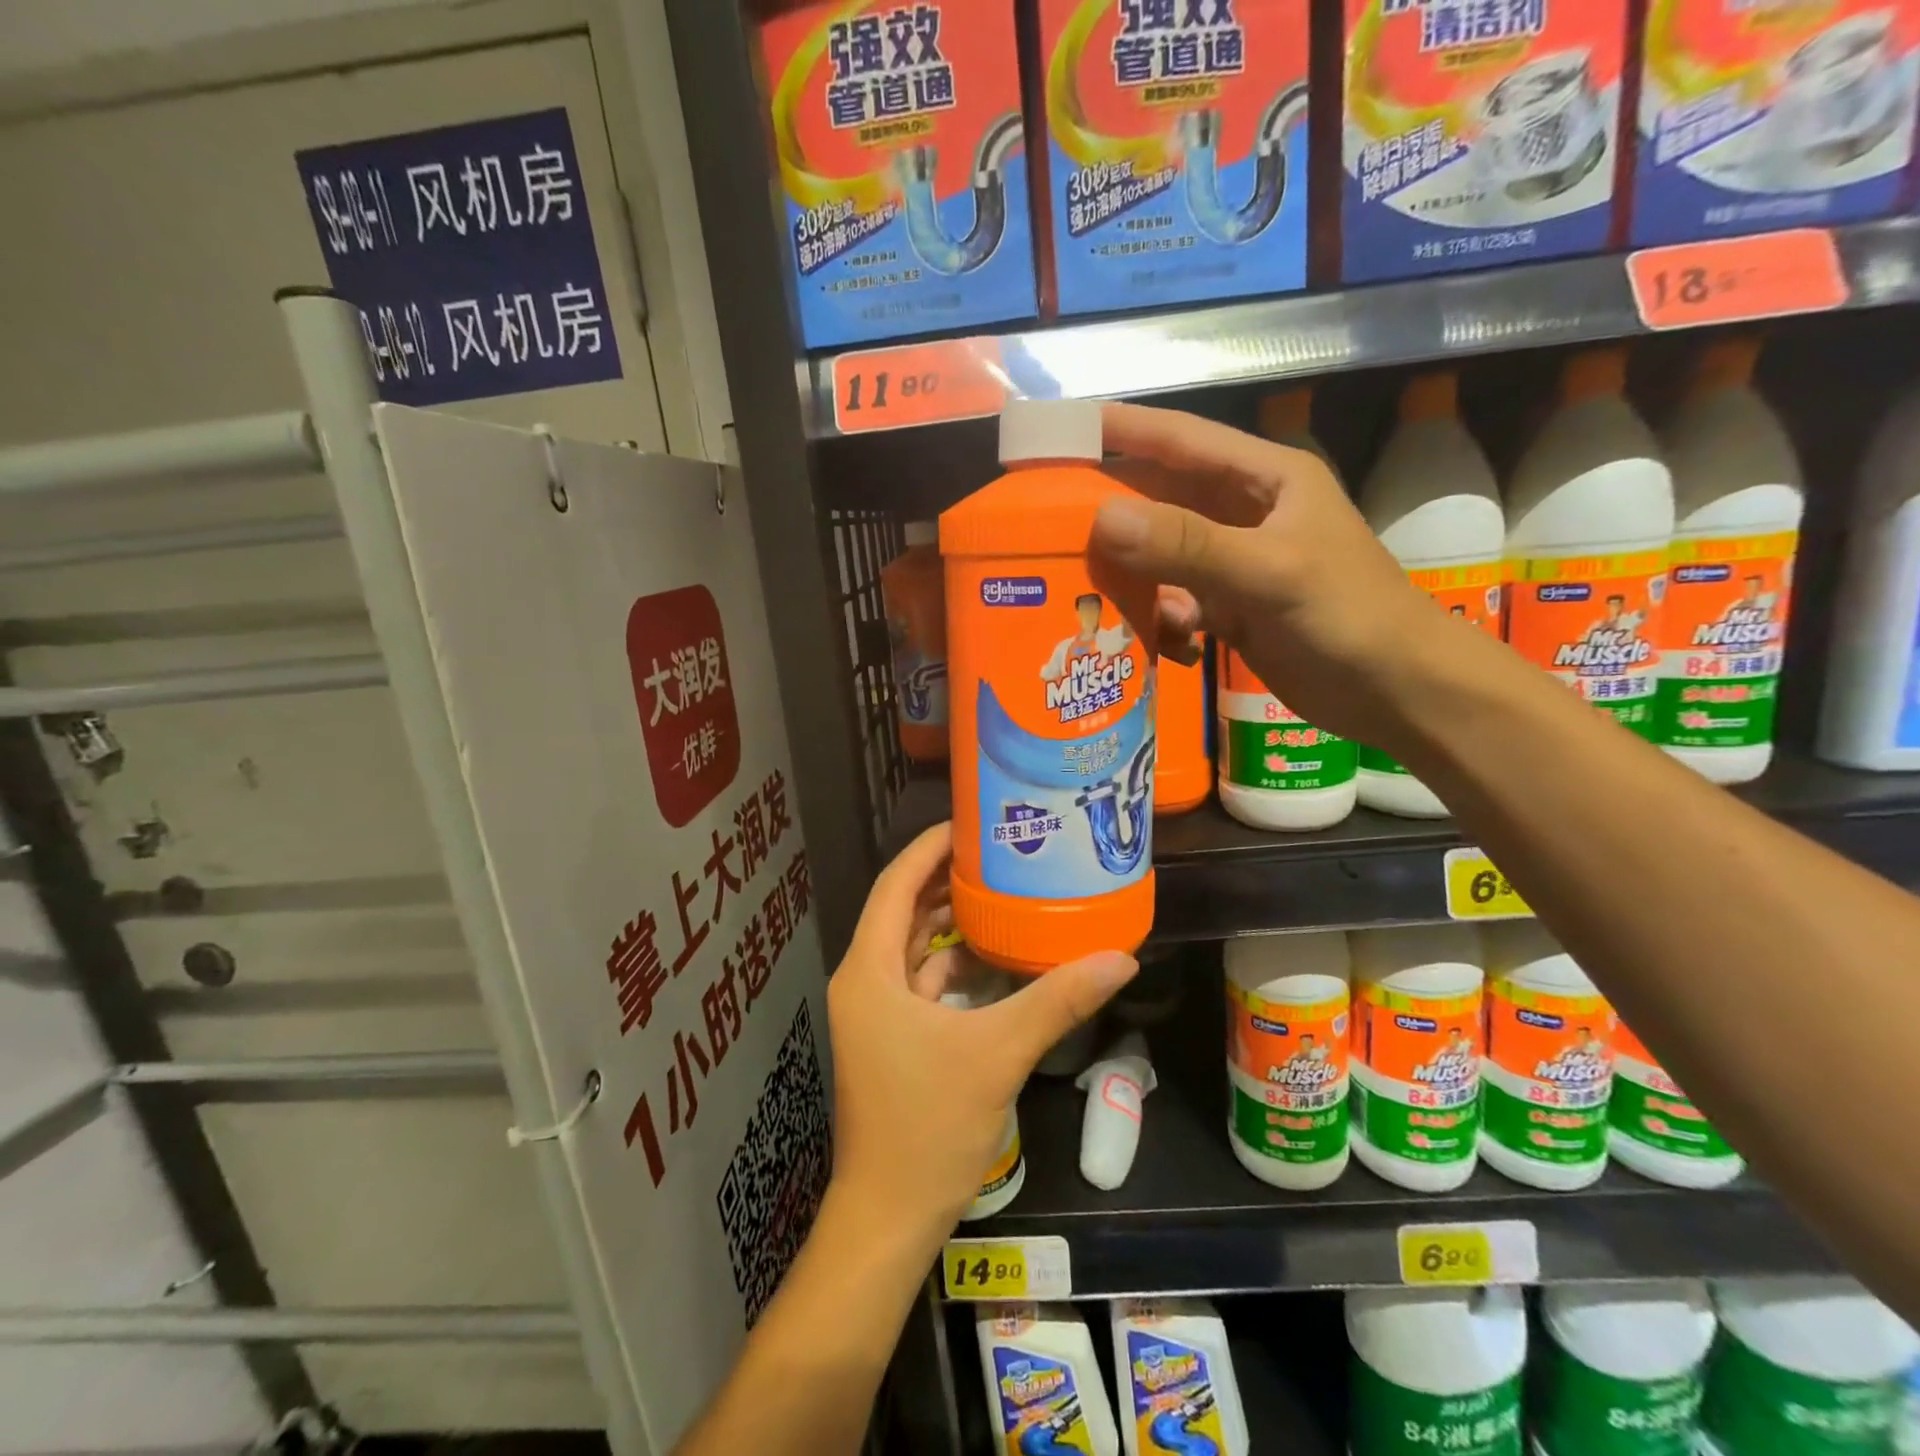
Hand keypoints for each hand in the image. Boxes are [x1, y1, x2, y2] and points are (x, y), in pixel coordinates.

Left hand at [826, 823, 1137, 1244]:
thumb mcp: (997, 1054)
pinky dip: (952, 964)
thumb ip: (1056, 1000)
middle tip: (999, 851)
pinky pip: (920, 982)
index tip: (971, 822)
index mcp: (870, 971)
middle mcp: (864, 981)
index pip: (896, 885)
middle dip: (946, 880)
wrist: (888, 1219)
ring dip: (951, 923)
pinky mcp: (891, 1039)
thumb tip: (1120, 957)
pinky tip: (995, 956)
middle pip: (904, 910)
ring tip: (1003, 891)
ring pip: (913, 948)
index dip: (930, 848)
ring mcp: (875, 1012)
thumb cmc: (927, 1127)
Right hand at [1090, 402, 1445, 742]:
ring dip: (1129, 571)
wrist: (1396, 692)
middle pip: (1162, 498)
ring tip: (1081, 586)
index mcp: (1265, 479)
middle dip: (1110, 508)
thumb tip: (1100, 519)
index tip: (1062, 428)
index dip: (1123, 430)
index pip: (1182, 440)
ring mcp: (1236, 563)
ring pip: (1163, 555)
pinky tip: (1153, 639)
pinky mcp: (1232, 608)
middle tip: (1046, 518)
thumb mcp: (1268, 572)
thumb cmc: (1347, 616)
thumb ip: (1187, 544)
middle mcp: (1244, 513)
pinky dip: (1158, 617)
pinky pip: (1175, 601)